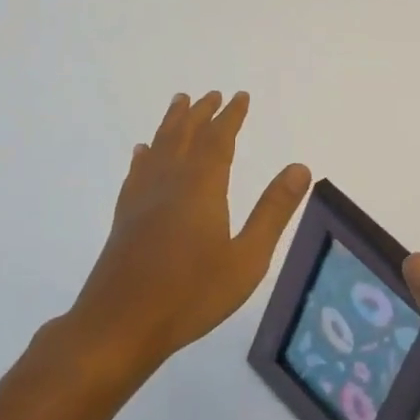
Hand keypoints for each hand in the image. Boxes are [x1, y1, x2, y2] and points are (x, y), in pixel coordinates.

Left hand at [64, 91, 311, 378]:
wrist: (119, 326)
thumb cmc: (191, 294)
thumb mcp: (247, 258)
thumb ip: (273, 211)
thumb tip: (300, 167)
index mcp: (202, 187)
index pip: (219, 139)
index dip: (231, 116)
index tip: (240, 96)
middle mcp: (170, 182)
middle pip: (185, 136)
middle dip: (201, 113)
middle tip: (211, 94)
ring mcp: (143, 199)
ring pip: (159, 147)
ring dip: (171, 124)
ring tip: (178, 103)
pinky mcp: (124, 218)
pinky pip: (136, 172)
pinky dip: (143, 156)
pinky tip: (142, 152)